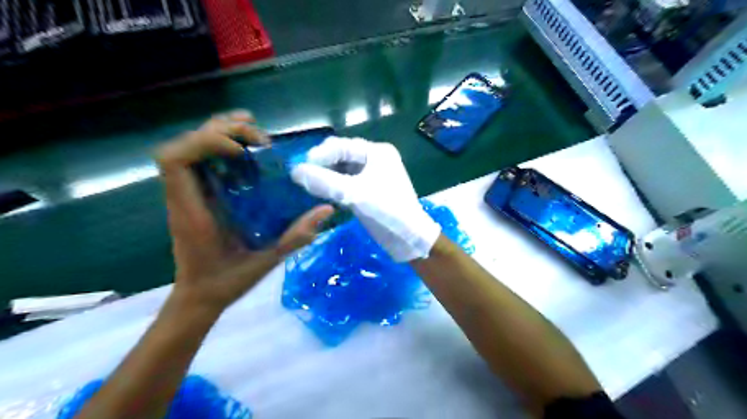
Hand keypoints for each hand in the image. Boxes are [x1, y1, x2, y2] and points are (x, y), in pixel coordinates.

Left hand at [156, 109, 334, 312]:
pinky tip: (245, 149)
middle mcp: (183, 197)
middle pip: (183, 146)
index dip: (206, 143)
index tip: (242, 152)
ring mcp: (187, 195)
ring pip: (189, 149)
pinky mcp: (196, 197)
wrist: (198, 297)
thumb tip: (326, 210)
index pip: (176, 161)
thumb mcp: (266, 262)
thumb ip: (296, 237)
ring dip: (218, 132)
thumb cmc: (225, 282)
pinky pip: (199, 160)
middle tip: (260, 137)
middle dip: (220, 131)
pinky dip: (219, 146)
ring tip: (252, 128)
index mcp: (192, 212)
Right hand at [289, 137, 439, 260]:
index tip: (299, 168)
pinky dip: (334, 187)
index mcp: (377, 152)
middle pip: (341, 156)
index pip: (341, 146)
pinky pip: (346, 183)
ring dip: (326, 177)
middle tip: (302, 178)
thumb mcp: (354, 194)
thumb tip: (295, 171)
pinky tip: (321, 194)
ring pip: (342, 171)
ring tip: (308, 186)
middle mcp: (374, 159)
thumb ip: (324, 181)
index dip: (319, 155)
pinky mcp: (369, 191)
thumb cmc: (387, 211)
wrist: (409, 238)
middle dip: (322, 165)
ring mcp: (372, 175)